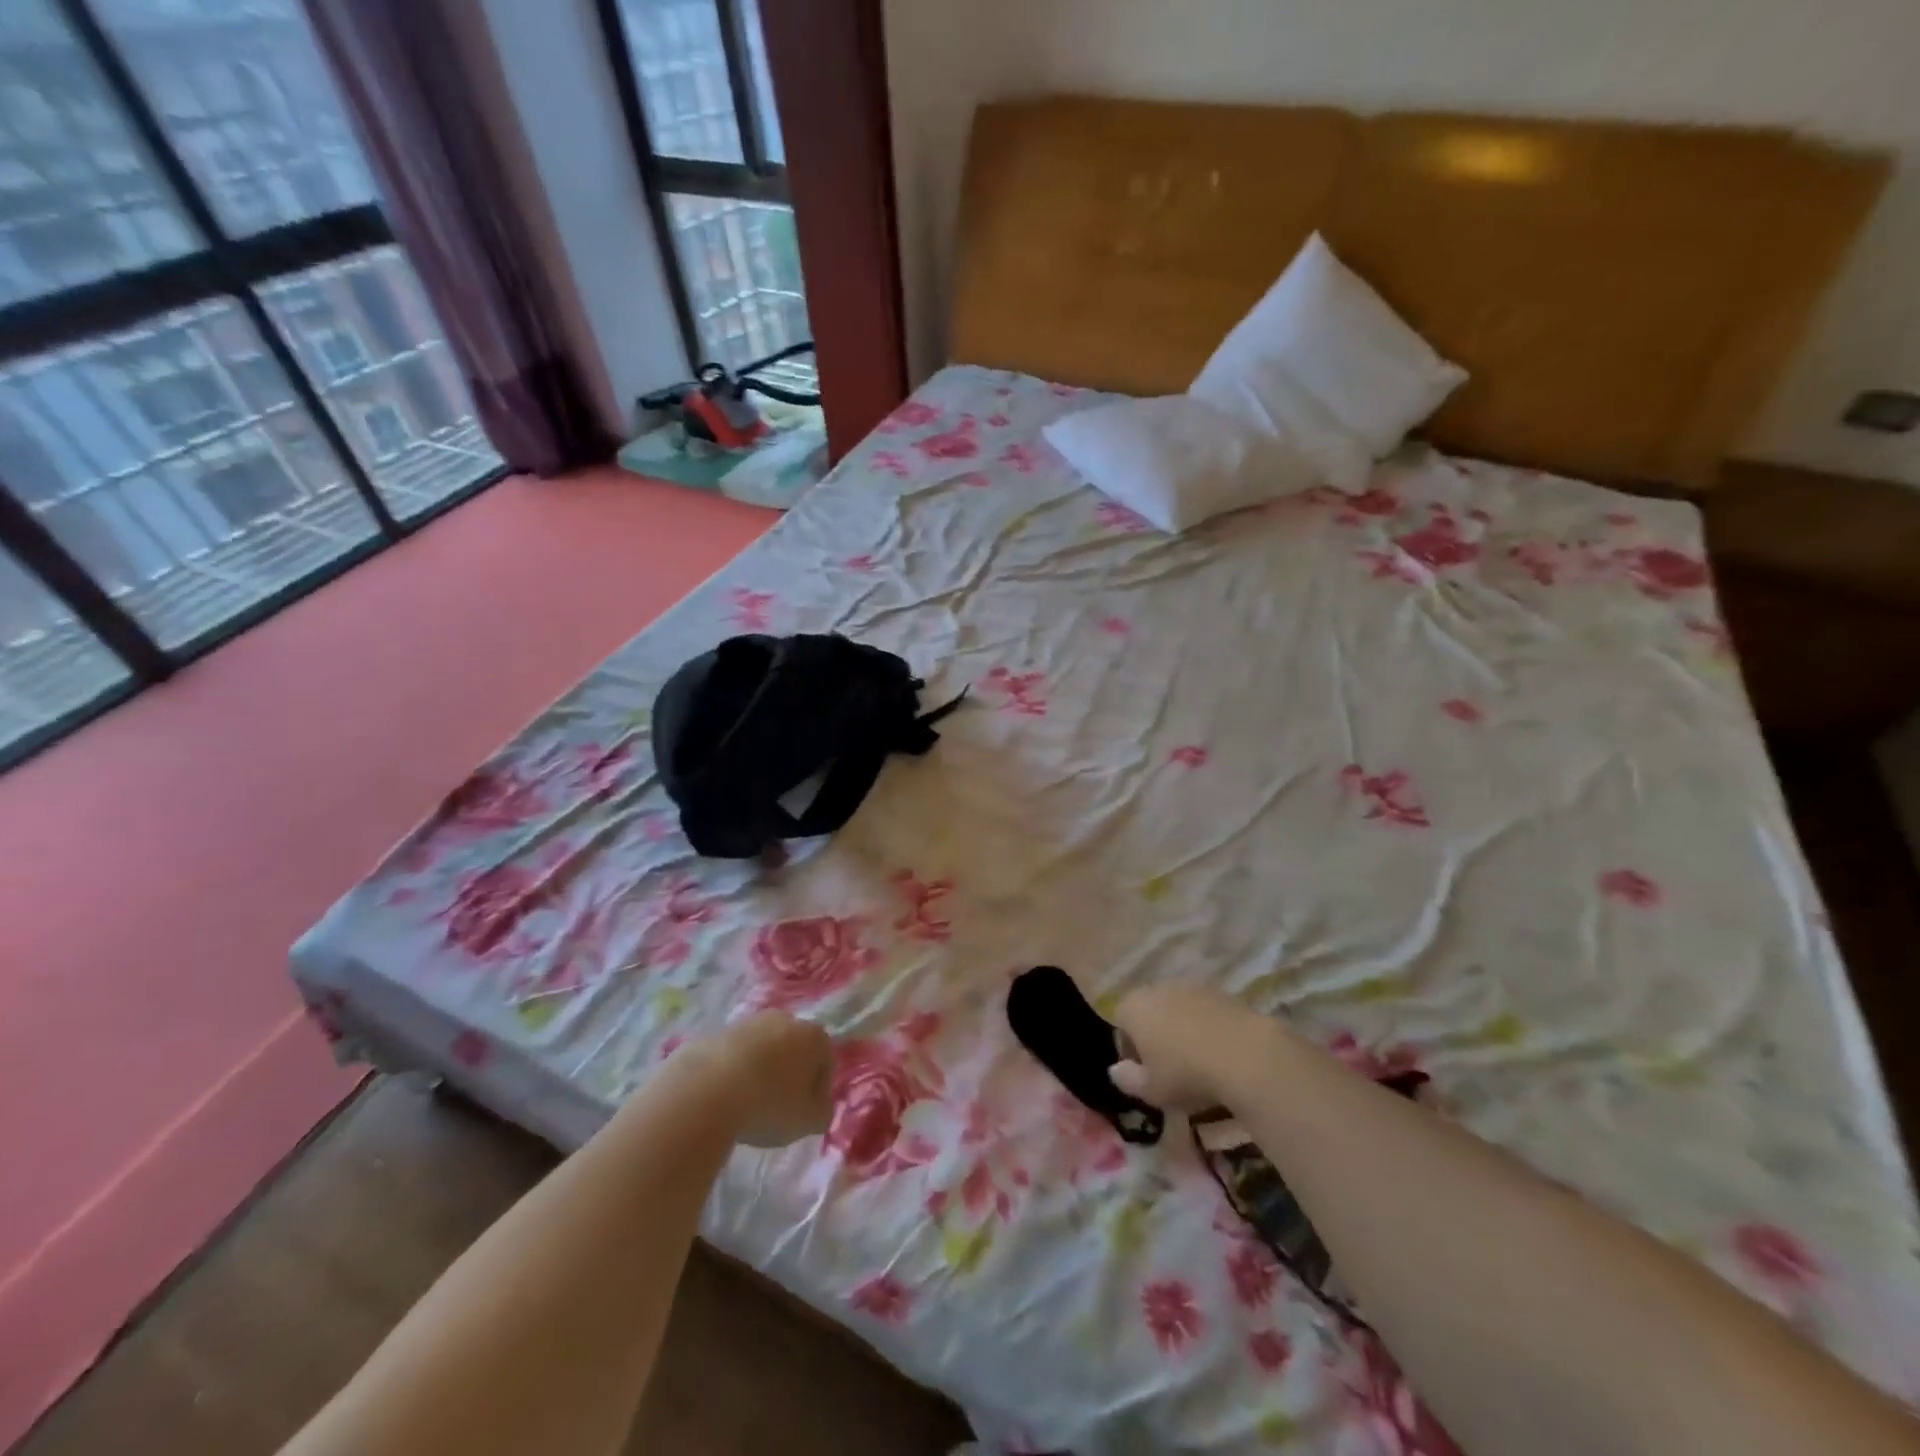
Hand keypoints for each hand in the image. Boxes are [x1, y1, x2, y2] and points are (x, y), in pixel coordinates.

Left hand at [686, 1011, 834, 1147]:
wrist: (705, 1091)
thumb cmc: (768, 1105)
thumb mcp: (807, 1121)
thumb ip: (821, 1112)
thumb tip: (817, 1106)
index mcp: (813, 1036)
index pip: (825, 1063)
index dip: (818, 1092)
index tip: (804, 1115)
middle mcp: (785, 1020)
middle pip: (794, 1050)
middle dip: (789, 1075)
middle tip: (777, 1107)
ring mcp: (749, 1023)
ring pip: (763, 1049)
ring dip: (760, 1071)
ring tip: (747, 1104)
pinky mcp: (717, 1032)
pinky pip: (734, 1055)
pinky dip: (733, 1072)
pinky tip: (724, 1097)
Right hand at [1109, 984, 1264, 1110]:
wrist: (1244, 1055)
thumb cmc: (1186, 1074)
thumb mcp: (1151, 1090)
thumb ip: (1128, 1080)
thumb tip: (1116, 1070)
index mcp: (1133, 1008)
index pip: (1120, 1024)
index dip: (1130, 1050)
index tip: (1145, 1075)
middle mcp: (1156, 989)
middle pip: (1148, 1012)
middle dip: (1155, 1036)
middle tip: (1170, 1068)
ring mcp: (1190, 986)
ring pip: (1176, 1009)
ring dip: (1181, 1029)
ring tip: (1198, 1061)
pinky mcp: (1220, 991)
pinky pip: (1204, 1011)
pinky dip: (1206, 1026)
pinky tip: (1220, 1052)